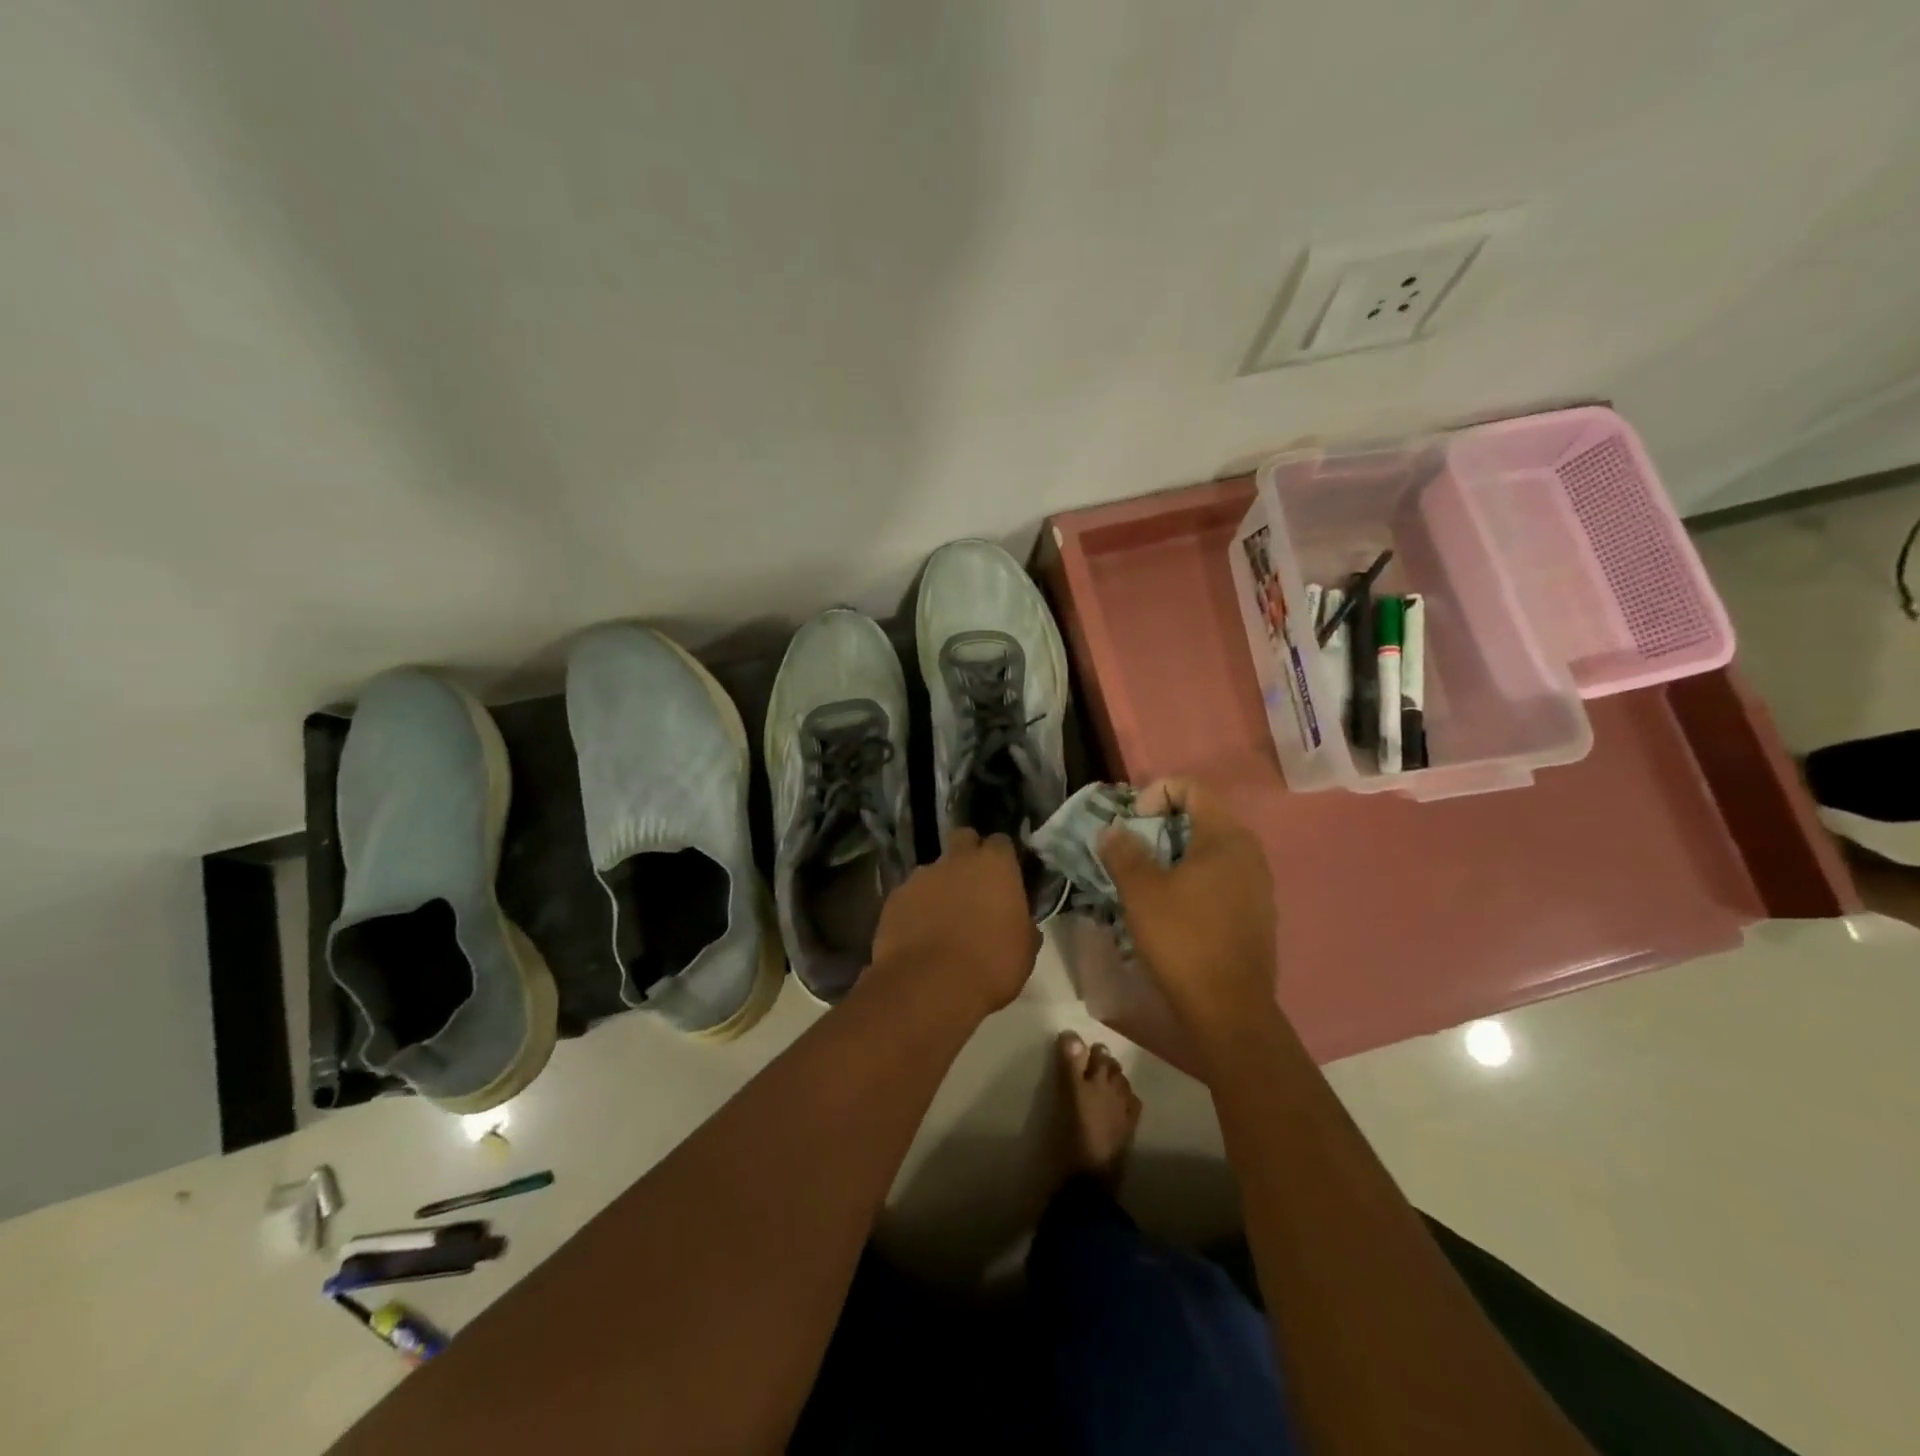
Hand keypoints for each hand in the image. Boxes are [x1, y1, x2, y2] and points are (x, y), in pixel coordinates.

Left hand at [868, 829, 1040, 1020]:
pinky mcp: (894, 898)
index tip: (1004, 878)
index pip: (1001, 843)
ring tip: (942, 919)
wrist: (929, 986)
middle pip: (963, 839)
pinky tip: (919, 934)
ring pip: (933, 870)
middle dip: (968, 853)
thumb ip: (1022, 924)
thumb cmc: (990, 966)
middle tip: (973, 885)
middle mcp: (956, 861)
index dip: (1002, 858)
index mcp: (994, 866)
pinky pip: (910, 895)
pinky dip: (916, 908)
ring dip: (940, 886)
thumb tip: (1020, 922)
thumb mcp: (1024, 950)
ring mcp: (921, 876)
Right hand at [1097, 779, 1276, 1039]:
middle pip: (1201, 818)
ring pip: (1210, 851)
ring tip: (1145, 879)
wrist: (1229, 1009)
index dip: (1156, 793)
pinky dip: (1193, 879)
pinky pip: (1220, 879)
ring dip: (1174, 855)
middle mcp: (1249, 853)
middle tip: (1131, 849)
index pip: (1192, 788)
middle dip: (1161, 826)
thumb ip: (1124, 852)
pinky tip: (1171, 908)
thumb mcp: (1141, 891)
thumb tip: (1112, 831)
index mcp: (1226, 837)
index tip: (1132, 822)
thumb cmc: (1183, 939)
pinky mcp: (1255, 914)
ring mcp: (1257, 886)